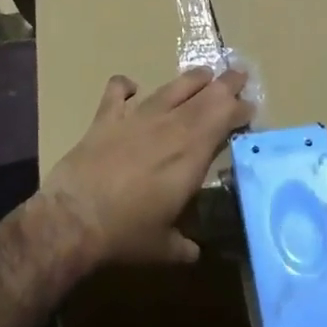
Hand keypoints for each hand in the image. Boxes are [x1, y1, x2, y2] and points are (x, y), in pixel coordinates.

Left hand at [40, 67, 253, 265]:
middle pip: (205, 96)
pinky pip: (117, 91)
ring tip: (204, 73)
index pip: (225, 119)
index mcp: (191, 154)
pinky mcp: (106, 118)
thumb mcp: (165, 247)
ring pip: (170, 89)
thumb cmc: (127, 234)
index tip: (250, 108)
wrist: (75, 218)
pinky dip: (125, 85)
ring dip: (191, 80)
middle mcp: (170, 128)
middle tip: (240, 74)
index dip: (240, 110)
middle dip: (226, 84)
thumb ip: (184, 245)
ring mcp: (136, 118)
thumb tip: (195, 253)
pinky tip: (131, 86)